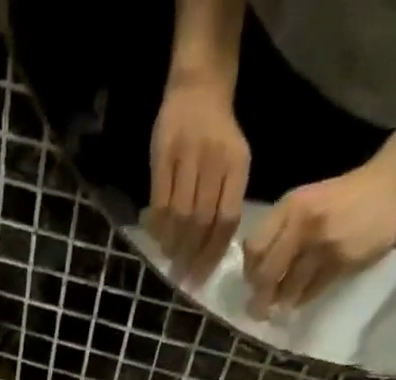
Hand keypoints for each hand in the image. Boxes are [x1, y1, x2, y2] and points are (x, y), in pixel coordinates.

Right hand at [147, 75, 250, 283]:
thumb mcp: (233, 162)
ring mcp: (188, 155)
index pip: (227, 219)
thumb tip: (210, 250)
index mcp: (237, 165)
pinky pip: (160, 200)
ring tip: (169, 261)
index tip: (201, 277)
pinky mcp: (163, 153)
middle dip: (191, 255)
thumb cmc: (218, 133)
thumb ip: (225, 200)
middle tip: (182, 278)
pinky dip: (158, 225)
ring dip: (173, 244)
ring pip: (180, 213)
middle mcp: (215, 160)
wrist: (199, 86)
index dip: (213, 253)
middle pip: (202, 221)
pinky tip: (157, 238)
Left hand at [243, 162, 395, 315]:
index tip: (252, 283)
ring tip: (280, 307)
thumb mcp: (306, 202)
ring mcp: (323, 243)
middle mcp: (303, 224)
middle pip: (267, 273)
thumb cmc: (343, 198)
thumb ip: (279, 230)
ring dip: (282, 302)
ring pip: (289, 287)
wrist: (394, 184)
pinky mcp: (342, 261)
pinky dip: (303, 298)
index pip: (254, 248)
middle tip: (258, 310)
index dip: (250, 271)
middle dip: (259, 297)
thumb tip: (255, 271)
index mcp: (290, 207)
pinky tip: (302, 298)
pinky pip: (312, 290)